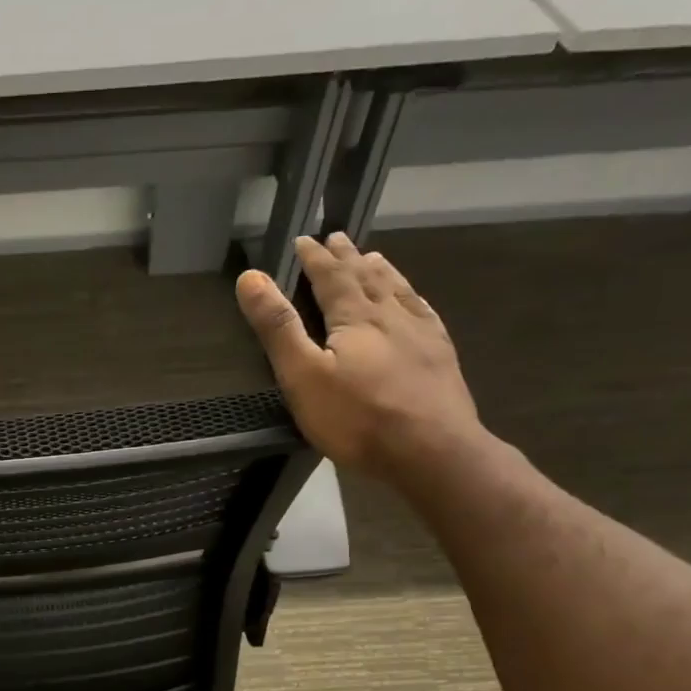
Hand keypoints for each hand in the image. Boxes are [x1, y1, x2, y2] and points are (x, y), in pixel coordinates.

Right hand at [236, 235, 482, 478]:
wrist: (432, 451)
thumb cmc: (358, 418)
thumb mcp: (303, 376)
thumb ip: (278, 327)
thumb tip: (251, 277)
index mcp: (355, 317)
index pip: (332, 277)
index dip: (315, 258)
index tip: (303, 240)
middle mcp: (391, 315)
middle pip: (366, 277)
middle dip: (347, 258)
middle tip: (337, 239)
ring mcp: (422, 334)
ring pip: (398, 291)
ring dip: (381, 271)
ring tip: (373, 258)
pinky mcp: (440, 357)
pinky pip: (425, 314)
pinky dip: (413, 299)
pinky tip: (414, 302)